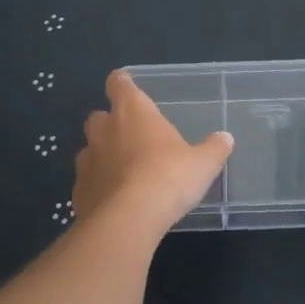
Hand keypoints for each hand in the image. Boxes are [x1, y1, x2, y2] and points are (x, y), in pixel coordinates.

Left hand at [74, 71, 233, 235]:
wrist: (129, 220)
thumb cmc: (168, 177)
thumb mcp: (203, 163)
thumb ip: (214, 148)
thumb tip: (225, 138)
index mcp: (132, 111)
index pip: (119, 84)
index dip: (122, 83)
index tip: (125, 85)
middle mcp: (104, 130)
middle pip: (98, 116)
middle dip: (110, 124)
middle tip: (130, 136)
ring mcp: (86, 161)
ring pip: (89, 150)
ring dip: (102, 156)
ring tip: (122, 172)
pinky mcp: (78, 192)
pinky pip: (87, 182)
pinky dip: (97, 187)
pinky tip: (113, 201)